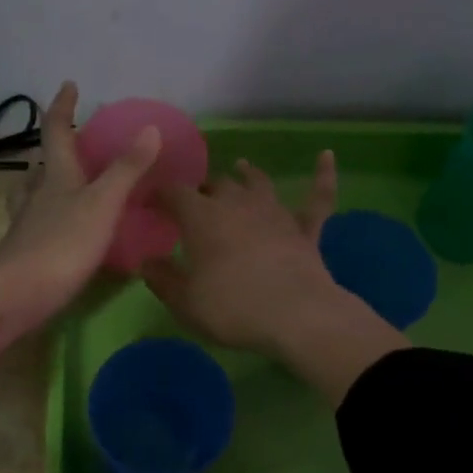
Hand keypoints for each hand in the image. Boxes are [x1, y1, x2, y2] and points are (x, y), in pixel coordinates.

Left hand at [0, 83, 160, 399]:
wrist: (18, 295)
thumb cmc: (62, 244)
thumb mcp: (102, 204)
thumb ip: (126, 170)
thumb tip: (150, 128)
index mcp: (56, 177)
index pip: (56, 132)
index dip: (62, 108)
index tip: (69, 86)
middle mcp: (37, 196)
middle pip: (40, 165)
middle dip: (53, 149)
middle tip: (69, 143)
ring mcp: (27, 226)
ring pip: (33, 195)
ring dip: (43, 183)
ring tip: (59, 182)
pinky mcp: (27, 254)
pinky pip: (38, 225)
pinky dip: (49, 218)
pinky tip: (61, 231)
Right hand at [140, 153, 338, 353]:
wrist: (296, 316)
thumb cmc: (232, 308)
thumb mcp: (185, 302)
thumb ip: (162, 279)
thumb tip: (146, 261)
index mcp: (202, 218)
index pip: (174, 194)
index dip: (159, 194)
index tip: (149, 203)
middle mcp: (237, 204)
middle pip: (217, 185)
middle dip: (203, 189)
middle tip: (194, 199)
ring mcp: (275, 213)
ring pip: (258, 183)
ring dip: (247, 175)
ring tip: (241, 167)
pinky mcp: (305, 229)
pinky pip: (317, 196)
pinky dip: (322, 176)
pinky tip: (326, 156)